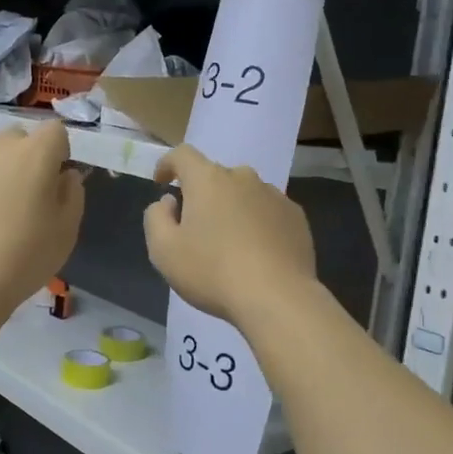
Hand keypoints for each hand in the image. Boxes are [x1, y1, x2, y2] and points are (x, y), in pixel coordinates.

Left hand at [0, 122, 84, 316]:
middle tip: (21, 194)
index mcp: (36, 154)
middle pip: (16, 137)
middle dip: (23, 157)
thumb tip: (65, 175)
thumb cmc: (24, 259)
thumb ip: (72, 194)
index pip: (54, 130)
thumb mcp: (67, 232)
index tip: (54, 180)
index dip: (57, 152)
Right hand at [144, 145, 316, 326]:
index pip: (183, 155)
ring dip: (232, 209)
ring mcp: (274, 196)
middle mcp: (243, 178)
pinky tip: (256, 252)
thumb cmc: (212, 272)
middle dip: (201, 194)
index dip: (168, 164)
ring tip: (228, 243)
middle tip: (195, 227)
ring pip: (244, 194)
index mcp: (208, 180)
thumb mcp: (163, 250)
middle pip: (215, 176)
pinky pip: (267, 211)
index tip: (162, 182)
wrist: (277, 298)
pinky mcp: (296, 217)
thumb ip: (156, 218)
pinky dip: (257, 223)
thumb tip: (169, 202)